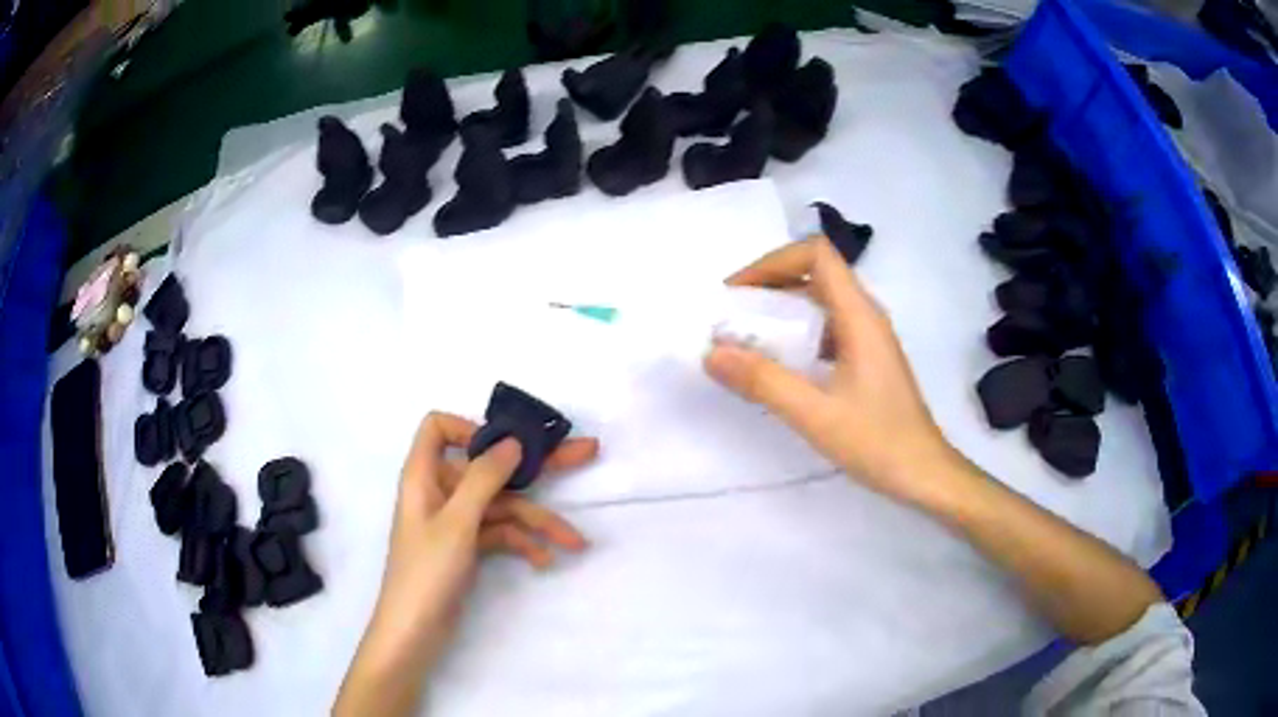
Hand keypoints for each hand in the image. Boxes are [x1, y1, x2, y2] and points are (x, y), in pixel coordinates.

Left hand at [335, 412, 597, 714]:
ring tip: (575, 542)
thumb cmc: (427, 571)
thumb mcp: (457, 522)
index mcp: (424, 474)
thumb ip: (484, 478)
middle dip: (535, 466)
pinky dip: (522, 544)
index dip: (470, 429)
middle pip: (488, 466)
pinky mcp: (467, 546)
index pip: (439, 427)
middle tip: (585, 452)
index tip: (506, 448)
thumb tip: (513, 440)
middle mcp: (440, 491)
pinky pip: (500, 533)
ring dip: (538, 522)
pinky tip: (545, 560)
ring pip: (502, 507)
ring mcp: (456, 521)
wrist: (415, 631)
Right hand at [704, 237, 956, 504]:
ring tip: (746, 340)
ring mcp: (869, 338)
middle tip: (731, 318)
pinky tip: (780, 366)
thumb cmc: (877, 441)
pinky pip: (827, 329)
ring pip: (821, 302)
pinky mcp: (868, 360)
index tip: (737, 293)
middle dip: (769, 286)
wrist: (923, 473)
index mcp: (859, 316)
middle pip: (815, 274)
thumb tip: (712, 352)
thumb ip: (762, 382)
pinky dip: (797, 335)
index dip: (772, 262)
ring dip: (781, 311)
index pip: (816, 254)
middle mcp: (866, 316)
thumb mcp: (814, 414)